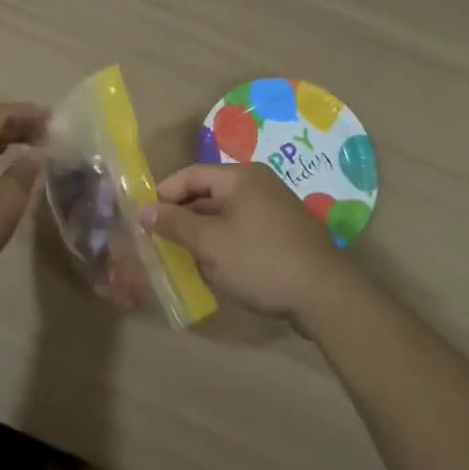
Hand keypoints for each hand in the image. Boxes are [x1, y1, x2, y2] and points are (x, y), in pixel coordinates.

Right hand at [139, 162, 349, 318]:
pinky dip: (224, 241)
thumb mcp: (211, 244)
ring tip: (180, 255)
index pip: (191, 174)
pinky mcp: (284, 233)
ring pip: (225, 213)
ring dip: (202, 232)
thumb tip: (144, 209)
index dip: (164, 193)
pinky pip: (243, 228)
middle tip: (157, 239)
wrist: (325, 294)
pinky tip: (214, 265)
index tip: (142, 218)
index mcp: (241, 177)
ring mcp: (274, 208)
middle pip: (209, 192)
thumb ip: (175, 224)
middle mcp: (259, 184)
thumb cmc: (261, 261)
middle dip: (182, 215)